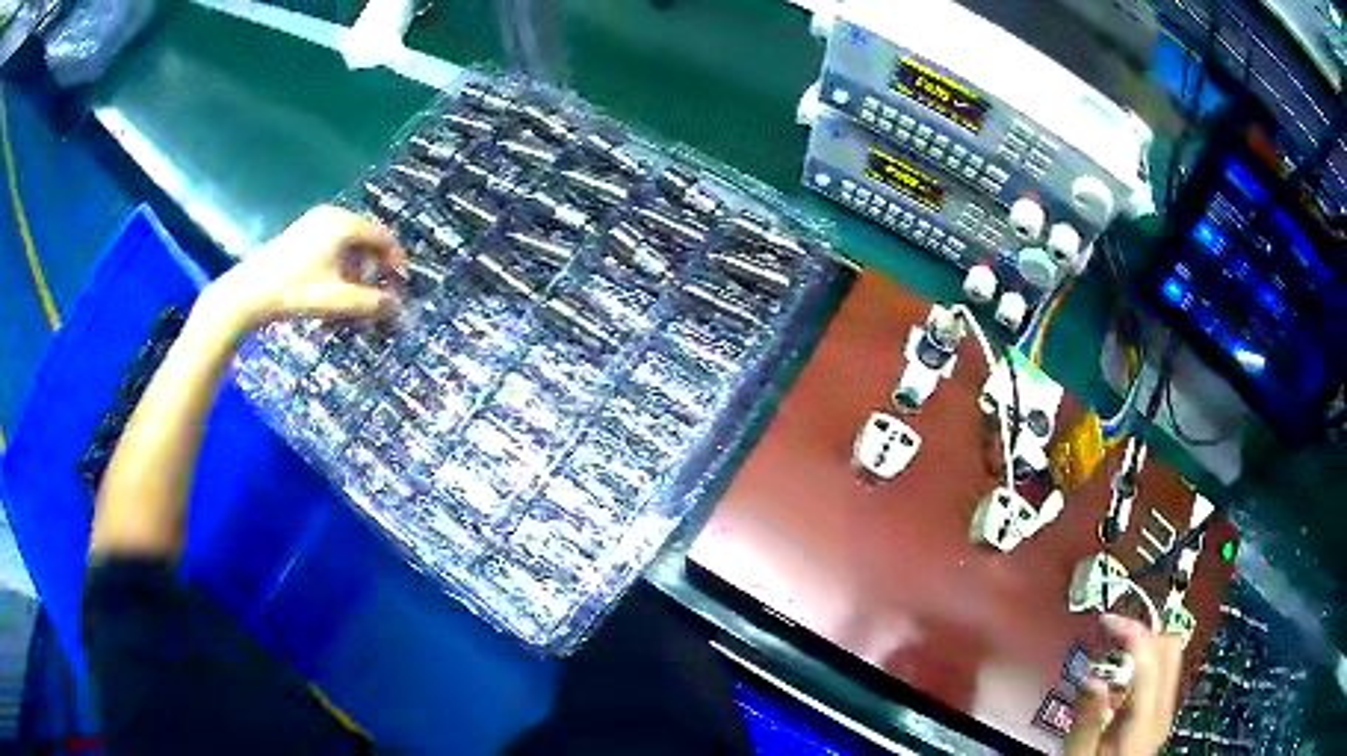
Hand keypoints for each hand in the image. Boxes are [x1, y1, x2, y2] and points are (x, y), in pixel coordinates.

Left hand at [197, 205, 407, 339]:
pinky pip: (332, 243)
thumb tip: (396, 306)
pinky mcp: (301, 232)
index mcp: (344, 224)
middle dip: (374, 267)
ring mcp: (314, 221)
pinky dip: (339, 263)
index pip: (383, 236)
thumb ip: (370, 303)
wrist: (249, 293)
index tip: (400, 284)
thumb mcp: (336, 300)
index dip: (396, 260)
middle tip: (374, 294)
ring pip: (348, 242)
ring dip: (356, 268)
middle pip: (366, 238)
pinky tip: (331, 286)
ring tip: (351, 295)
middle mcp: (332, 215)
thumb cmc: (295, 293)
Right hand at [1064, 615, 1184, 755]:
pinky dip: (1144, 662)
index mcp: (1144, 723)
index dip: (1132, 632)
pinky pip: (1163, 672)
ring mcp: (1166, 711)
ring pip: (1170, 656)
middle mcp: (1163, 711)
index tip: (1107, 621)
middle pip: (1169, 649)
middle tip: (1111, 636)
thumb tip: (1091, 679)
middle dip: (1142, 634)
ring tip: (1113, 656)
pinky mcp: (1161, 713)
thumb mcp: (1080, 755)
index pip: (1151, 661)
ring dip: (1143, 646)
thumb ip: (1086, 721)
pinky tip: (1120, 679)